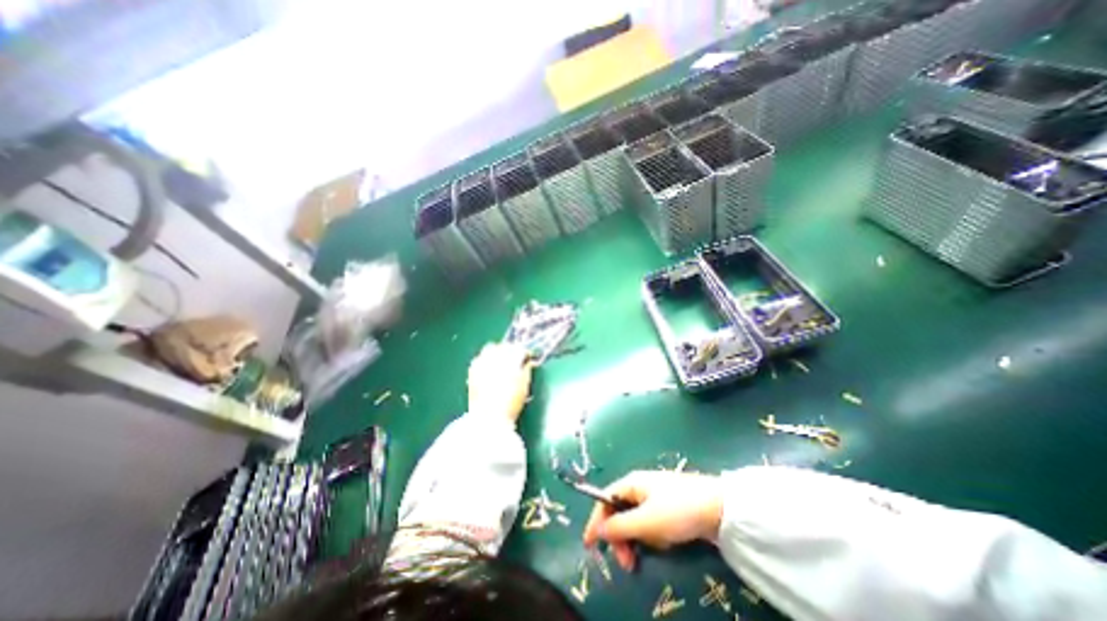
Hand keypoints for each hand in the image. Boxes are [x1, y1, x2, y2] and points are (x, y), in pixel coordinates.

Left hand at [463, 342, 533, 423]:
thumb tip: (527, 362)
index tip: (529, 358)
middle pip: (504, 346)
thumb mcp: (524, 385)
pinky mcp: (472, 370)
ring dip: (498, 353)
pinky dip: (486, 360)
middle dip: (511, 351)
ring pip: (490, 349)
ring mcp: (481, 362)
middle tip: (516, 360)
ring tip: (502, 363)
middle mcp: (494, 356)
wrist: (488, 418)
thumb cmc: (510, 402)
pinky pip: (480, 358)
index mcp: (509, 359)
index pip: (519, 349)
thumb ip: (526, 369)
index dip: (525, 353)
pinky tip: (490, 368)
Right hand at [579, 473, 728, 570]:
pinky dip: (653, 537)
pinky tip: (666, 542)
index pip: (605, 499)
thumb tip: (598, 531)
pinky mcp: (668, 508)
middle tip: (627, 563)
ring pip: (635, 521)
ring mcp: (654, 497)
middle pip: (619, 512)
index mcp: (631, 483)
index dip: (596, 521)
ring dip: (639, 539)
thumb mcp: (646, 522)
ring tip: (654, 550)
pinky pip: (651, 524)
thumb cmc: (678, 510)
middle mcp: (640, 488)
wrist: (719, 508)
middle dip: (620, 537)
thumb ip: (619, 527)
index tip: (590, 545)